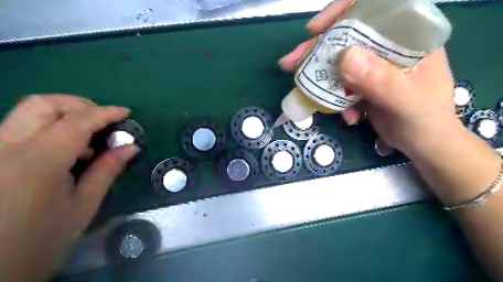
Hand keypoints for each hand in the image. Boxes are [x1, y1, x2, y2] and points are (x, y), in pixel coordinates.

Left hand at [0, 95, 137, 281]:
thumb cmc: (41, 241)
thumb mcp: (84, 205)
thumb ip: (108, 170)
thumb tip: (131, 147)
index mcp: (36, 162)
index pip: (77, 121)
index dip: (106, 113)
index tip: (126, 113)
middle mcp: (4, 148)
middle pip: (42, 104)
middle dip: (80, 105)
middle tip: (103, 121)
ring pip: (27, 113)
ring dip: (65, 116)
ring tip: (87, 141)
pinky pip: (19, 128)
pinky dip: (49, 129)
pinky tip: (64, 152)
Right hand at [279, 0, 458, 153]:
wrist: (423, 145)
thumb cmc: (425, 121)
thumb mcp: (406, 101)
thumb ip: (381, 80)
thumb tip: (344, 57)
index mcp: (407, 37)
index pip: (373, 8)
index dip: (341, 12)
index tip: (315, 29)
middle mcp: (387, 47)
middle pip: (346, 37)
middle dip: (316, 50)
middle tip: (291, 62)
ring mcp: (372, 66)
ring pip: (337, 62)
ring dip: (320, 77)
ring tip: (304, 91)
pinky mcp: (362, 84)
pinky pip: (339, 84)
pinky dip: (334, 99)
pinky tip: (345, 116)